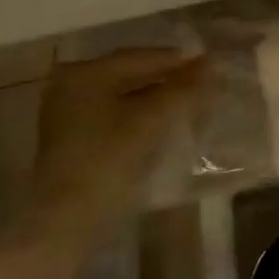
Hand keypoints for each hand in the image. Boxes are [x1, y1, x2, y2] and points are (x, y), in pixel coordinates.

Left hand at [26, 48, 202, 246]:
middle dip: (167, 78)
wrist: (66, 222)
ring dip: (155, 96)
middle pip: (130, 74)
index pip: (141, 57)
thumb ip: (184, 87)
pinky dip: (139, 112)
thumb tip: (212, 61)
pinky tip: (161, 121)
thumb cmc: (109, 161)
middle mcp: (70, 85)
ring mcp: (66, 113)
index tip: (211, 65)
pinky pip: (113, 113)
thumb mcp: (153, 119)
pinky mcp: (71, 138)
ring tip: (188, 101)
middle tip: (202, 83)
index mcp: (85, 73)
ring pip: (123, 94)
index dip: (178, 61)